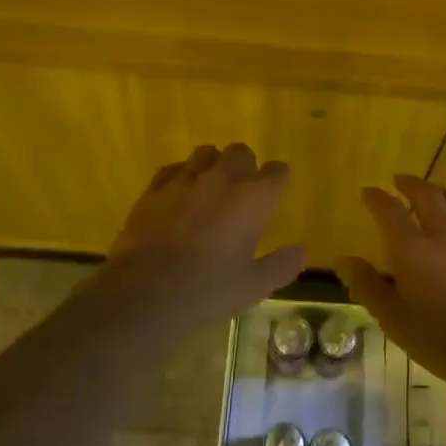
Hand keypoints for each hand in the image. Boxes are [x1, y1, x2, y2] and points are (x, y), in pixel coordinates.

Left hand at [91, 143, 306, 330]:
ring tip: (209, 190)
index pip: (277, 172)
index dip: (277, 181)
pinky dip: (181, 176)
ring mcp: (185, 180)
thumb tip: (301, 251)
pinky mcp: (154, 189)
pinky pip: (173, 169)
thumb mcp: (254, 286)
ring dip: (213, 165)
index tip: (274, 196)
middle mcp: (222, 179)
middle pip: (241, 152)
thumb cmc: (207, 290)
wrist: (145, 293)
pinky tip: (178, 197)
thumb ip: (281, 265)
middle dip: (245, 167)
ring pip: (206, 153)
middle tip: (241, 194)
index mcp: (254, 199)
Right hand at [336, 175, 445, 391]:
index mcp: (413, 250)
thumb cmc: (445, 340)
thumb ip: (368, 287)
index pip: (389, 211)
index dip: (376, 198)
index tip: (368, 192)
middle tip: (400, 180)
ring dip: (441, 192)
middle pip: (427, 195)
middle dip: (410, 184)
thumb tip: (344, 260)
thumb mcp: (395, 321)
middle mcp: (445, 234)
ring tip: (433, 192)